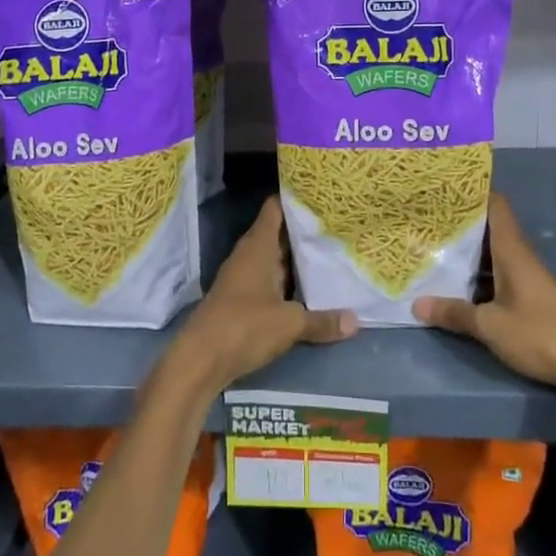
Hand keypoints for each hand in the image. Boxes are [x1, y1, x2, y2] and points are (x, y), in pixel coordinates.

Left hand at [171, 196, 356, 391]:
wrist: (200, 360)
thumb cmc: (244, 326)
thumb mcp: (289, 323)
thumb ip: (322, 320)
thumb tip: (355, 321)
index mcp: (258, 246)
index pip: (275, 209)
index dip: (295, 199)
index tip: (321, 195)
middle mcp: (248, 256)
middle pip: (278, 235)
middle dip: (304, 233)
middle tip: (338, 227)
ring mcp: (242, 278)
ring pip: (274, 261)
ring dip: (297, 261)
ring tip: (331, 254)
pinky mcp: (240, 301)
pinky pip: (269, 283)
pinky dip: (287, 284)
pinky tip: (309, 291)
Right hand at [413, 193, 555, 390]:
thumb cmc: (539, 334)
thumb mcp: (490, 325)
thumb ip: (455, 313)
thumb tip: (417, 304)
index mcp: (512, 250)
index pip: (496, 205)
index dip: (473, 193)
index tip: (444, 189)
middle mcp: (520, 256)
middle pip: (490, 228)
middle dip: (461, 224)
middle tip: (426, 220)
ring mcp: (527, 277)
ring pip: (492, 254)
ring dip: (467, 252)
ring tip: (432, 248)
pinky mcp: (531, 298)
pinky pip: (498, 275)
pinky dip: (478, 275)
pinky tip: (457, 285)